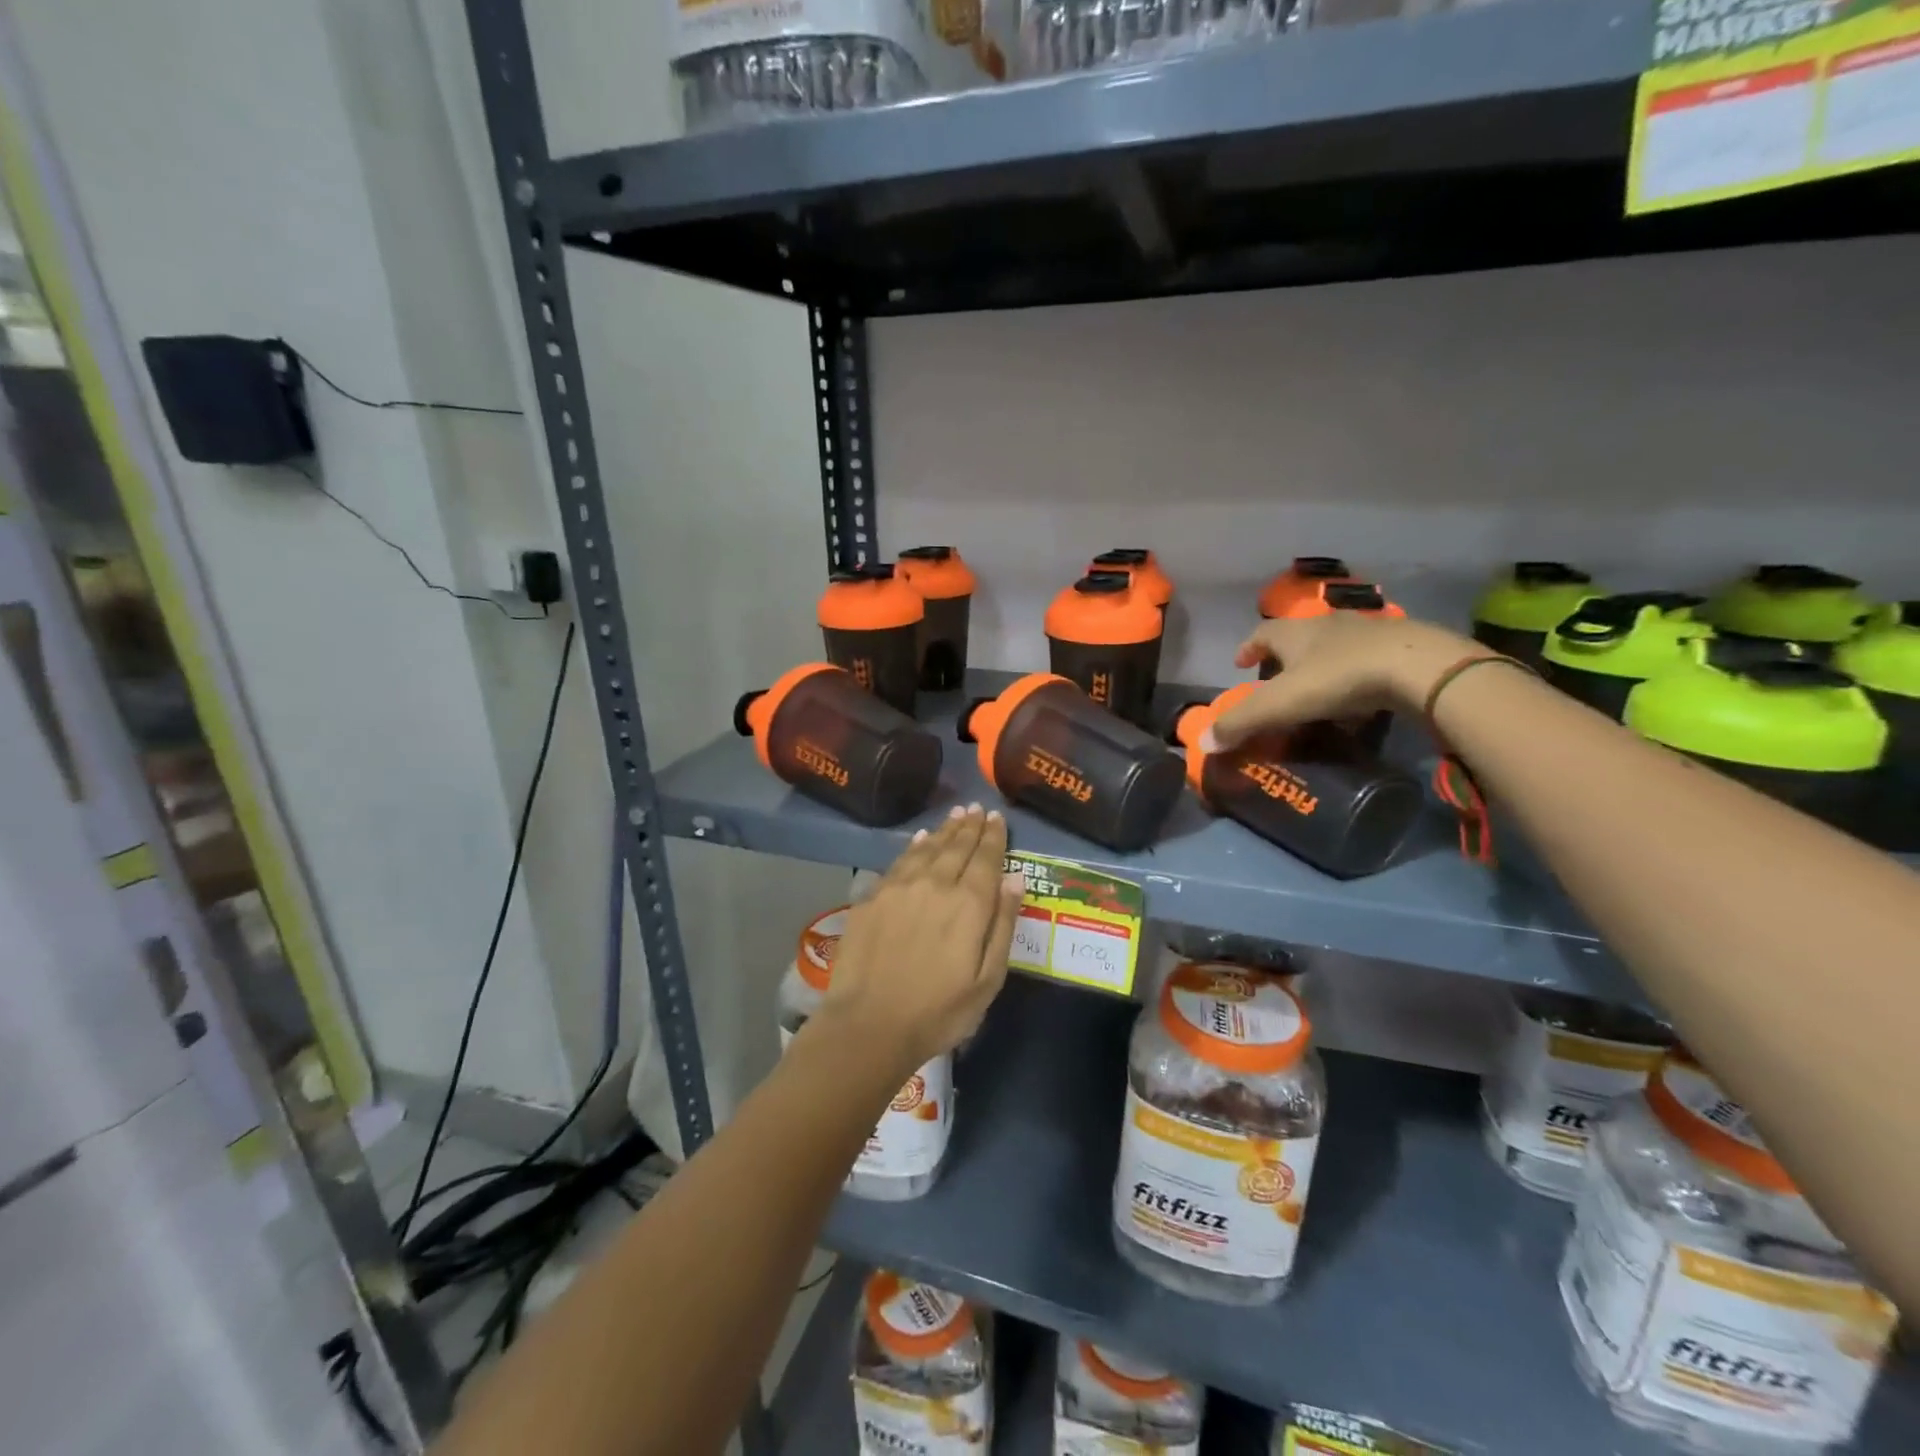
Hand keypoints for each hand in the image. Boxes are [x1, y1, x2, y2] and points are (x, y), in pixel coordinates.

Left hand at [817, 805, 1024, 1076]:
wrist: (869, 1025)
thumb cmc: (938, 1012)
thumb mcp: (987, 979)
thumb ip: (1003, 924)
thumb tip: (1014, 878)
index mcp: (969, 904)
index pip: (986, 859)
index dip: (993, 836)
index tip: (996, 818)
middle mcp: (935, 884)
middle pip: (957, 846)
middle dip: (969, 826)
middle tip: (977, 809)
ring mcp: (900, 888)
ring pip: (928, 848)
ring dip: (944, 830)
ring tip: (955, 815)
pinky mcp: (873, 897)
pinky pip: (899, 861)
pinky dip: (914, 846)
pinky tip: (920, 838)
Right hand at [1206, 614, 1477, 751]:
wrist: (1418, 667)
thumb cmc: (1338, 679)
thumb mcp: (1280, 704)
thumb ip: (1240, 723)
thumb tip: (1203, 742)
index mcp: (1294, 633)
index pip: (1262, 634)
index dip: (1248, 648)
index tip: (1240, 663)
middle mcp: (1327, 625)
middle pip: (1298, 637)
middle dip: (1284, 658)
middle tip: (1276, 681)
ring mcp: (1367, 632)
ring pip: (1335, 647)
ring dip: (1322, 666)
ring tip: (1317, 694)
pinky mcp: (1401, 648)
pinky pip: (1368, 661)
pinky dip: (1356, 678)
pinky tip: (1359, 700)